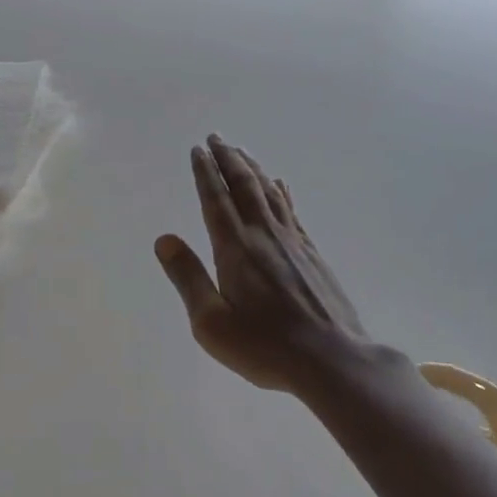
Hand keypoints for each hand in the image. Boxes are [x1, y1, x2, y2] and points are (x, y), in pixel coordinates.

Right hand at [154, 136, 377, 393]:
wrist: (332, 359)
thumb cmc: (265, 346)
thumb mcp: (212, 323)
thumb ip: (188, 278)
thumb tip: (164, 239)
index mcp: (235, 249)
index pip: (216, 200)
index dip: (205, 172)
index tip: (198, 150)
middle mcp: (264, 235)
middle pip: (244, 186)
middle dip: (228, 159)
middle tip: (216, 137)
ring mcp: (292, 242)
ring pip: (269, 192)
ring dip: (252, 168)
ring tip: (241, 151)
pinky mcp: (312, 254)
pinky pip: (291, 210)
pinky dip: (281, 191)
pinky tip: (280, 184)